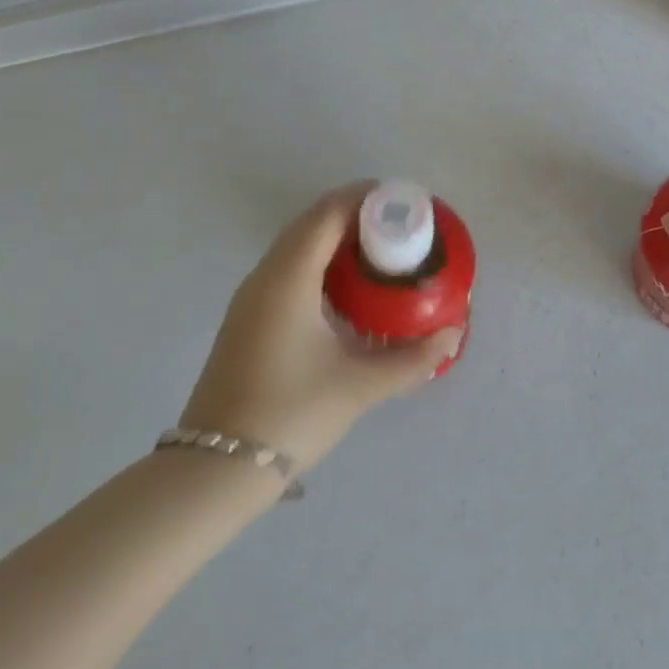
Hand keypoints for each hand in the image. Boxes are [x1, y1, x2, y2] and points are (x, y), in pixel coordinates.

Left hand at [180, 183, 461, 472]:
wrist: (214, 471)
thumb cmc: (290, 414)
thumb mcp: (358, 385)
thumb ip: (412, 359)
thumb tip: (454, 335)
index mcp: (289, 277)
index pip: (329, 213)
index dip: (366, 197)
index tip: (404, 201)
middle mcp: (266, 275)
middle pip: (313, 221)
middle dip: (356, 213)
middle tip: (400, 224)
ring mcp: (252, 297)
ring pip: (298, 244)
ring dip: (336, 236)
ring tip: (380, 250)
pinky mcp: (249, 317)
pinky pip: (288, 266)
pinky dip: (320, 259)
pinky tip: (346, 288)